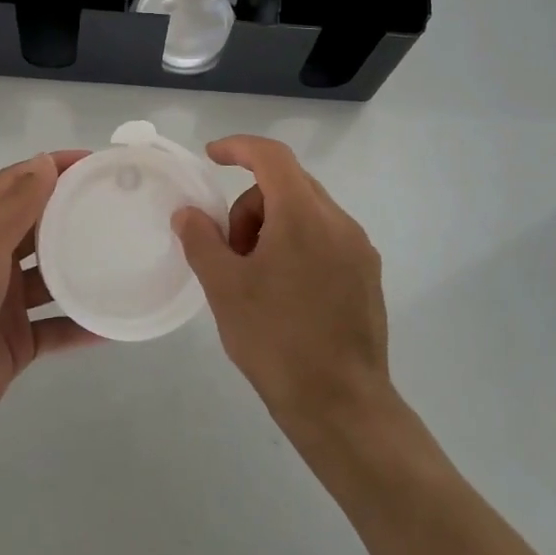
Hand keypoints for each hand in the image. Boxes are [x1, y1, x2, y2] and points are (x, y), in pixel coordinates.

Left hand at [0, 150, 100, 445]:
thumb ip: (16, 205)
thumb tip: (44, 161)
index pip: (17, 184)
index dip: (51, 168)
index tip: (93, 162)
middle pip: (38, 227)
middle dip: (72, 213)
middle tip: (118, 206)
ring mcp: (6, 302)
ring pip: (51, 278)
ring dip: (81, 268)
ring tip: (124, 257)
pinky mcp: (18, 342)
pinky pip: (57, 327)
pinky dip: (82, 324)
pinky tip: (112, 321)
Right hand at [173, 136, 392, 435]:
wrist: (342, 406)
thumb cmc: (277, 341)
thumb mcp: (225, 288)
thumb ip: (201, 240)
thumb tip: (188, 213)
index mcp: (305, 216)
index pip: (272, 157)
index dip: (238, 147)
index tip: (210, 157)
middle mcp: (339, 222)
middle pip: (288, 184)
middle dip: (250, 204)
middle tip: (230, 250)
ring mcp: (359, 249)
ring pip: (307, 212)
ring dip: (273, 226)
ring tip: (255, 277)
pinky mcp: (367, 275)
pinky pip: (325, 237)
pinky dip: (297, 244)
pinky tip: (283, 290)